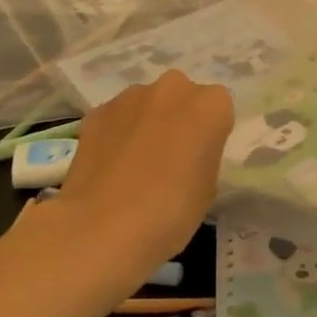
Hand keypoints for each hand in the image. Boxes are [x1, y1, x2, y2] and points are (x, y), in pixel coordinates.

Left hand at [9, 71, 232, 292]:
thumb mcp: (208, 188)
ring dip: (146, 123)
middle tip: (170, 157)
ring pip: (147, 104)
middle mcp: (173, 88)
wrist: (102, 228)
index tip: (200, 159)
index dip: (210, 134)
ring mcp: (131, 96)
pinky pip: (117, 118)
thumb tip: (186, 154)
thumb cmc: (171, 212)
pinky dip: (116, 134)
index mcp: (210, 106)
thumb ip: (203, 156)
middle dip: (178, 118)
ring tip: (134, 165)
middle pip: (182, 97)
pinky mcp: (98, 111)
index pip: (219, 110)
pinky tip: (109, 167)